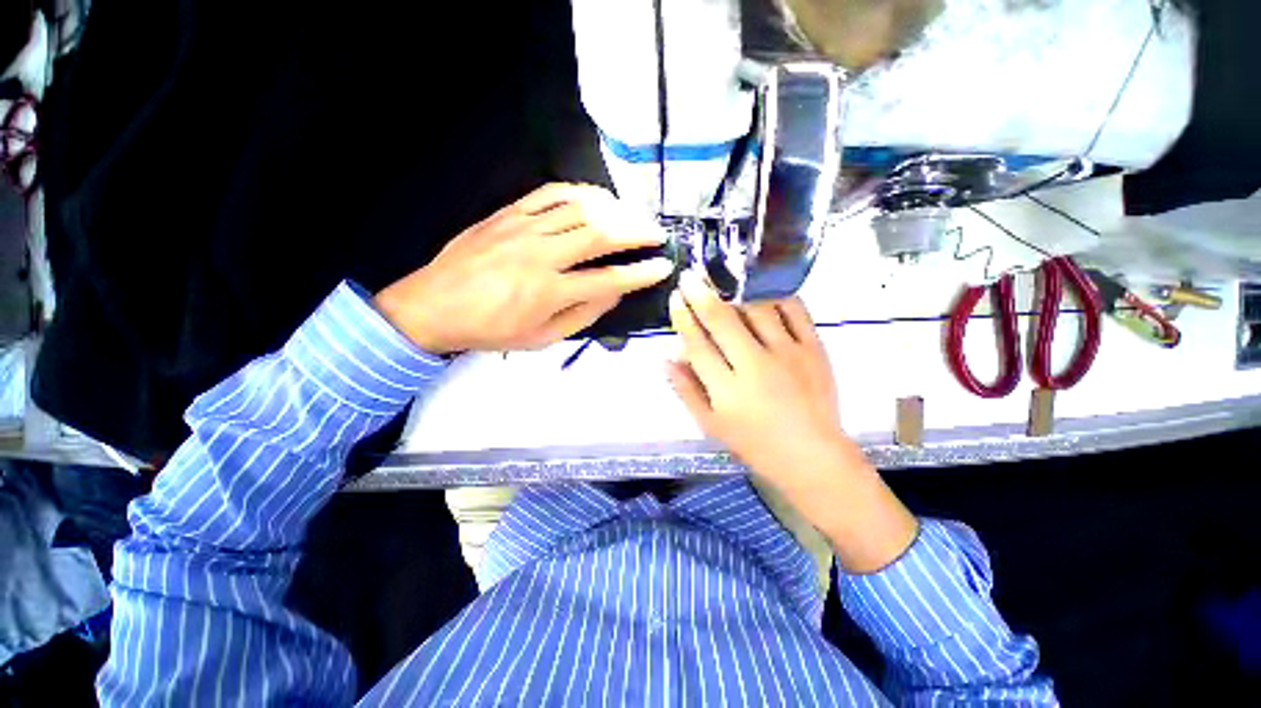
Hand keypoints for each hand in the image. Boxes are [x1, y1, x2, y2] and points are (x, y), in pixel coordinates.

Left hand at [375, 183, 673, 352]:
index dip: (641, 273)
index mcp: (549, 292)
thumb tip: (615, 292)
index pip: (609, 279)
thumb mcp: (542, 338)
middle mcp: (541, 254)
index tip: (663, 266)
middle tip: (657, 233)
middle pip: (600, 234)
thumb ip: (583, 314)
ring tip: (633, 215)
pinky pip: (551, 193)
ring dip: (615, 210)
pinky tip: (597, 199)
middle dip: (636, 232)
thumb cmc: (492, 330)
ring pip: (580, 208)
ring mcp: (524, 228)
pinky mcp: (509, 213)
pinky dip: (580, 192)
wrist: (434, 306)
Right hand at [667, 272, 917, 572]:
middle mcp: (755, 366)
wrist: (812, 456)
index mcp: (727, 389)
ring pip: (757, 309)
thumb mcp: (710, 425)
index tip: (675, 297)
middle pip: (722, 320)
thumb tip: (666, 356)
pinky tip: (763, 292)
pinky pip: (794, 310)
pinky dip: (776, 297)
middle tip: (691, 274)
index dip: (683, 318)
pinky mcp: (815, 349)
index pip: (697, 344)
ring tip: (725, 280)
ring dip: (736, 292)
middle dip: (702, 293)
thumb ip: (686, 389)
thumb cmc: (755, 443)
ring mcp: (788, 354)